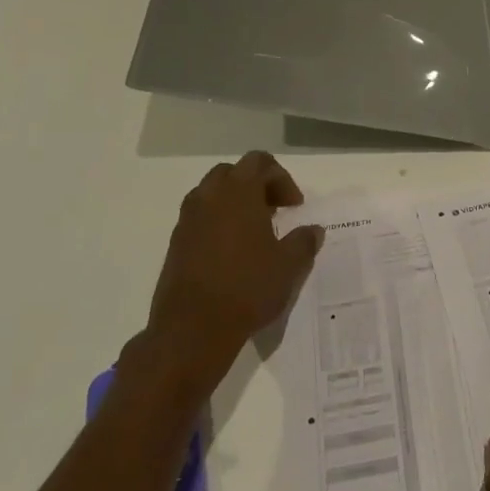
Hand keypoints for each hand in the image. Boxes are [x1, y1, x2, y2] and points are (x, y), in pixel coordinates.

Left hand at [130, 152, 323, 397]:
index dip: (281, 179)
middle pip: (233, 173)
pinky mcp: (176, 243)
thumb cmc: (247, 288)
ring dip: (235, 203)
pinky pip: (200, 218)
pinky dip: (218, 223)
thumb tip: (313, 229)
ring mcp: (187, 220)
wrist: (193, 328)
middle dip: (256, 186)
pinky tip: (234, 254)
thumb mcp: (289, 266)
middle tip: (275, 212)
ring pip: (212, 194)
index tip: (294, 207)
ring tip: (255, 233)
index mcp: (238, 193)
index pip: (259, 162)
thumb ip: (304, 241)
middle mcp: (208, 198)